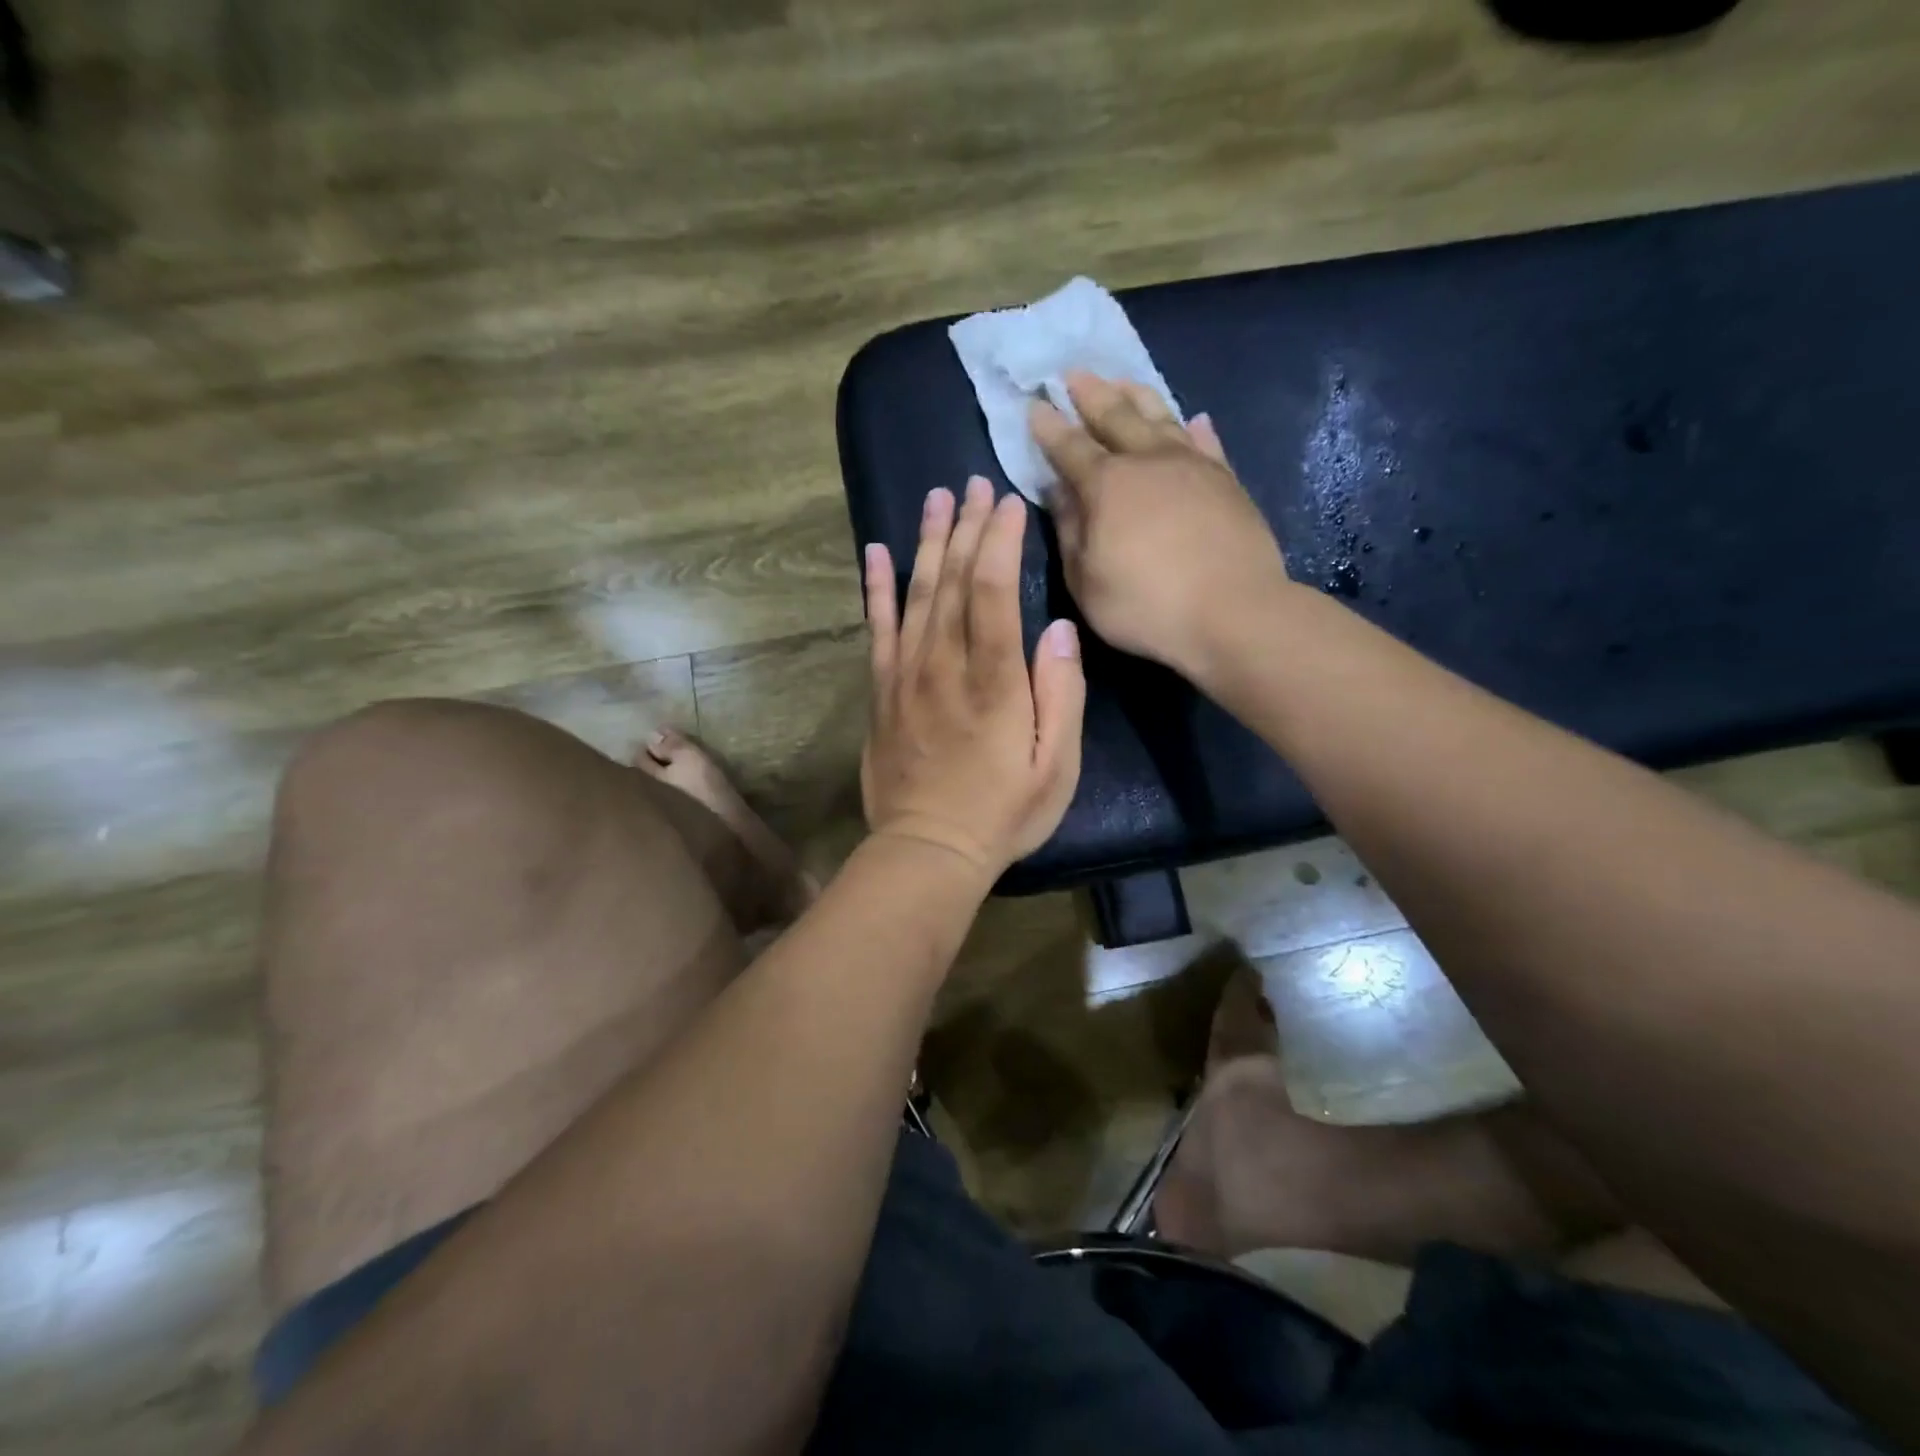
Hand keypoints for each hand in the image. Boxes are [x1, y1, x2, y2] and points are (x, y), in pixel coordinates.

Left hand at [861, 477, 1086, 874]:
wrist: (928, 851)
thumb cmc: (1002, 813)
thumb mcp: (1056, 765)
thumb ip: (1061, 694)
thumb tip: (1057, 628)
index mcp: (993, 680)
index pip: (992, 590)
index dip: (999, 540)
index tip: (1008, 503)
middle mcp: (944, 665)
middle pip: (951, 580)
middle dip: (965, 527)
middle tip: (973, 483)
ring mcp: (905, 676)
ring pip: (914, 594)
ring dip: (926, 542)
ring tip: (934, 498)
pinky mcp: (881, 692)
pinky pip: (876, 628)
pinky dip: (876, 588)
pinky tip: (876, 552)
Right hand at [1031, 371, 1287, 675]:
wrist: (1233, 613)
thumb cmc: (1146, 605)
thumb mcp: (1085, 580)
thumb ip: (1069, 531)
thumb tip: (1058, 490)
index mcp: (1106, 485)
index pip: (1069, 447)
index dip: (1049, 426)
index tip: (1034, 405)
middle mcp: (1148, 461)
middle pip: (1115, 415)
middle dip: (1090, 393)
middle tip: (1073, 374)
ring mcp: (1192, 466)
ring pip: (1161, 416)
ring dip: (1137, 395)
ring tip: (1121, 380)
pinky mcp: (1226, 480)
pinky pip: (1206, 442)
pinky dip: (1193, 428)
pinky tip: (1191, 419)